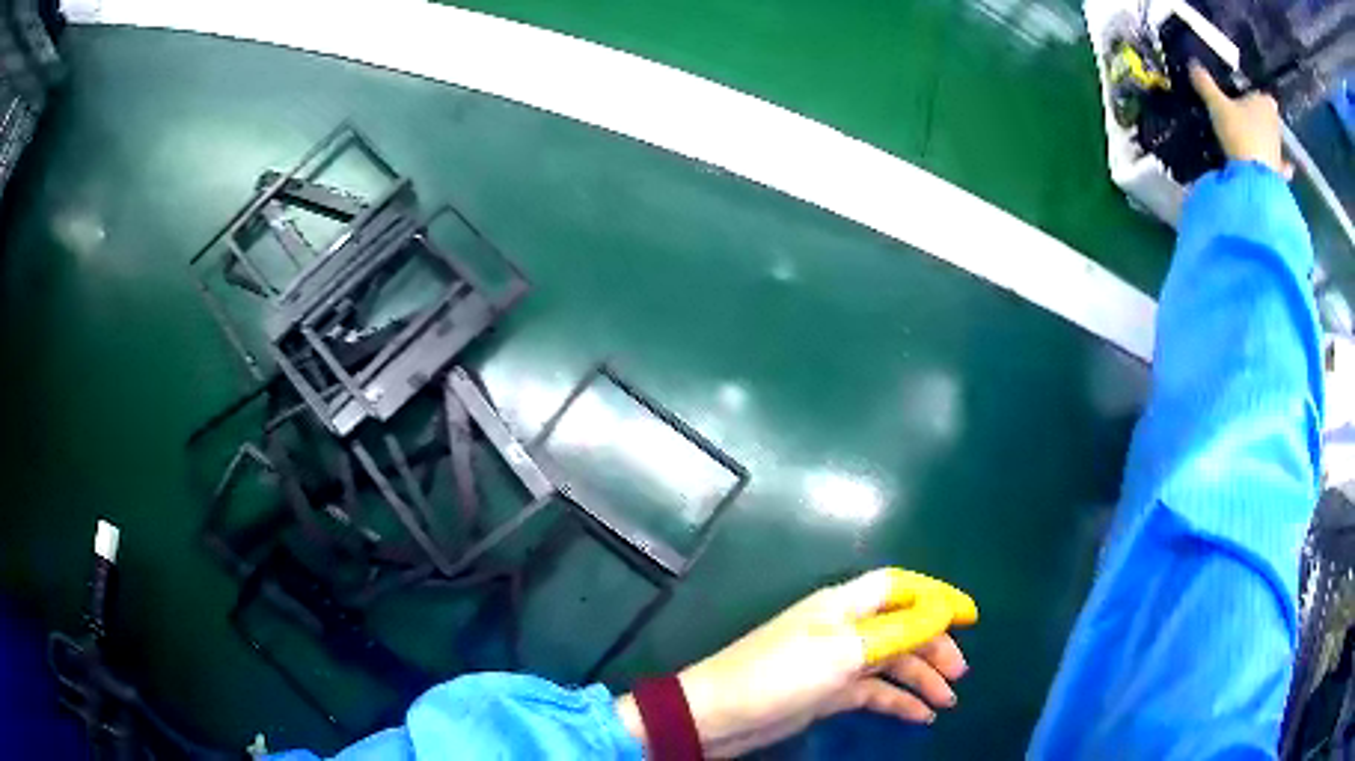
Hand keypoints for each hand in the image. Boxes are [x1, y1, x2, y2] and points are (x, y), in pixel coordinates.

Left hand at [616, 568, 977, 757]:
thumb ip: (897, 631)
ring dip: (921, 678)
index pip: (900, 587)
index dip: (937, 597)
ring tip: (947, 701)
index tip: (971, 617)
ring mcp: (836, 662)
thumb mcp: (844, 652)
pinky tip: (920, 716)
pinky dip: (898, 701)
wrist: (718, 717)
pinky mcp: (828, 693)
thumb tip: (943, 609)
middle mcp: (844, 628)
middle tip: (959, 674)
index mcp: (843, 605)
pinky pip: (874, 692)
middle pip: (903, 628)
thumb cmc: (780, 676)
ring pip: (892, 662)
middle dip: (934, 646)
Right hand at [1188, 61, 1289, 177]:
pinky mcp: (1279, 174)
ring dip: (1267, 140)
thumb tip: (1193, 63)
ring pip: (1273, 140)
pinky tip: (1274, 169)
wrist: (1255, 180)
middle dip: (1262, 117)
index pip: (1264, 95)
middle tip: (1248, 117)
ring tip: (1256, 141)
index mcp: (1265, 103)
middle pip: (1269, 117)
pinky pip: (1279, 168)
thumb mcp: (1217, 104)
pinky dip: (1278, 168)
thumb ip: (1205, 84)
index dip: (1257, 96)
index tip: (1248, 97)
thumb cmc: (1239, 132)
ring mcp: (1279, 151)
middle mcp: (1275, 125)